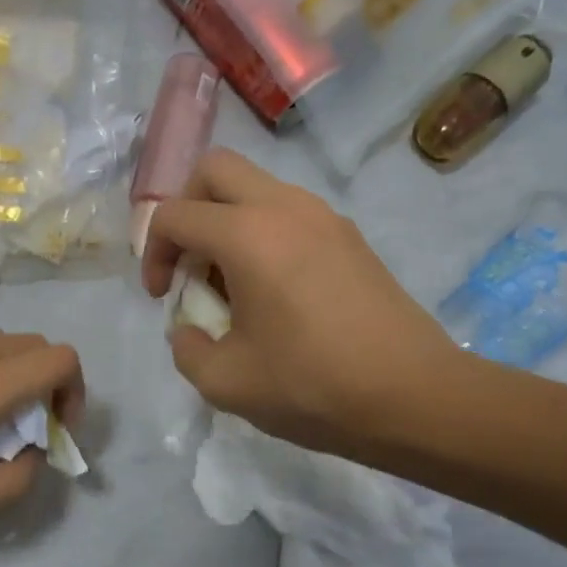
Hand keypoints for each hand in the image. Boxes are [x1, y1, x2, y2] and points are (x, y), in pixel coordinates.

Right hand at [140, 150, 460, 458]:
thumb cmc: (313, 387)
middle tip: (191, 263)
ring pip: (256, 188)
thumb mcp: (225, 383)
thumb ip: (187, 349)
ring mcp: (324, 216)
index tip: (163, 298)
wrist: (414, 396)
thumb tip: (189, 329)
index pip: (175, 214)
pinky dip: (265, 235)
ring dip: (228, 222)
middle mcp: (285, 207)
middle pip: (215, 169)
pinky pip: (290, 213)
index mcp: (247, 234)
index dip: (152, 253)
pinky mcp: (350, 236)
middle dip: (188, 208)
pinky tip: (276, 293)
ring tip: (233, 285)